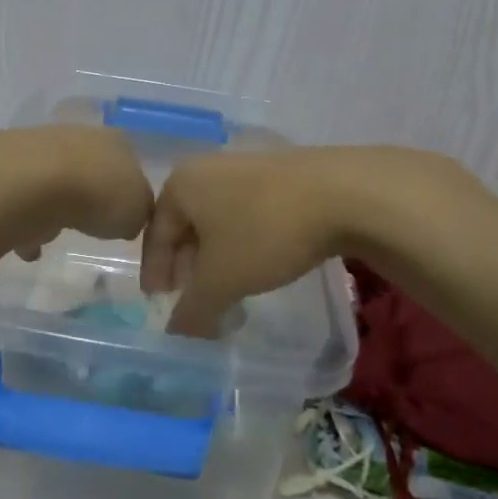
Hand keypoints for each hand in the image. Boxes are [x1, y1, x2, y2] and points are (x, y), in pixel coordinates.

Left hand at [1, 126, 153, 259]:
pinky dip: (27, 221)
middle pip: (90, 171)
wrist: (33, 183)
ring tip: (54, 236)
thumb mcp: (138, 212)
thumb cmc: (98, 194)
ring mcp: (41, 146)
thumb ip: (138, 213)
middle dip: (89, 198)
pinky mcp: (9, 165)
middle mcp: (80, 135)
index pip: (129, 166)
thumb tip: (128, 217)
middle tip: (89, 225)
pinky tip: (28, 246)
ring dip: (55, 208)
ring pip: (54, 183)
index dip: (126, 193)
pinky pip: (25, 200)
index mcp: (116, 142)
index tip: (121, 218)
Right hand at [139, 147, 369, 335]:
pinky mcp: (279, 174)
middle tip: (198, 304)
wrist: (343, 192)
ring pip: (219, 222)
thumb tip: (176, 330)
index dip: (156, 276)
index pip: (154, 236)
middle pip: (186, 227)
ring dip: (218, 260)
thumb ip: (192, 309)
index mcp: (181, 184)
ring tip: (231, 291)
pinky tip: (262, 266)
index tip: (161, 306)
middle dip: (189, 270)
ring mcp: (245, 167)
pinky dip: (244, 244)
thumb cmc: (265, 231)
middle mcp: (207, 169)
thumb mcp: (222, 280)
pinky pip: (247, 214)